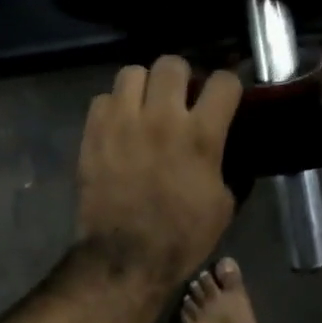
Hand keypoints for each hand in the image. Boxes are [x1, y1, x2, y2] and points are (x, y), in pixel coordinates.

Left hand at [75, 56, 242, 289]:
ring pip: (133, 72)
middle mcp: (162, 118)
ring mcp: (122, 122)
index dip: (228, 86)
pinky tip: (121, 125)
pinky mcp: (93, 133)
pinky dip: (114, 107)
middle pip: (173, 64)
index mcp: (201, 136)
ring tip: (146, 105)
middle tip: (181, 98)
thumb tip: (223, 149)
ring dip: (144, 86)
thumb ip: (225, 165)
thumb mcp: (223, 205)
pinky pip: (103, 98)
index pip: (224, 81)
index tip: (224, 97)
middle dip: (182, 77)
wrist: (125, 258)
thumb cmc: (182, 237)